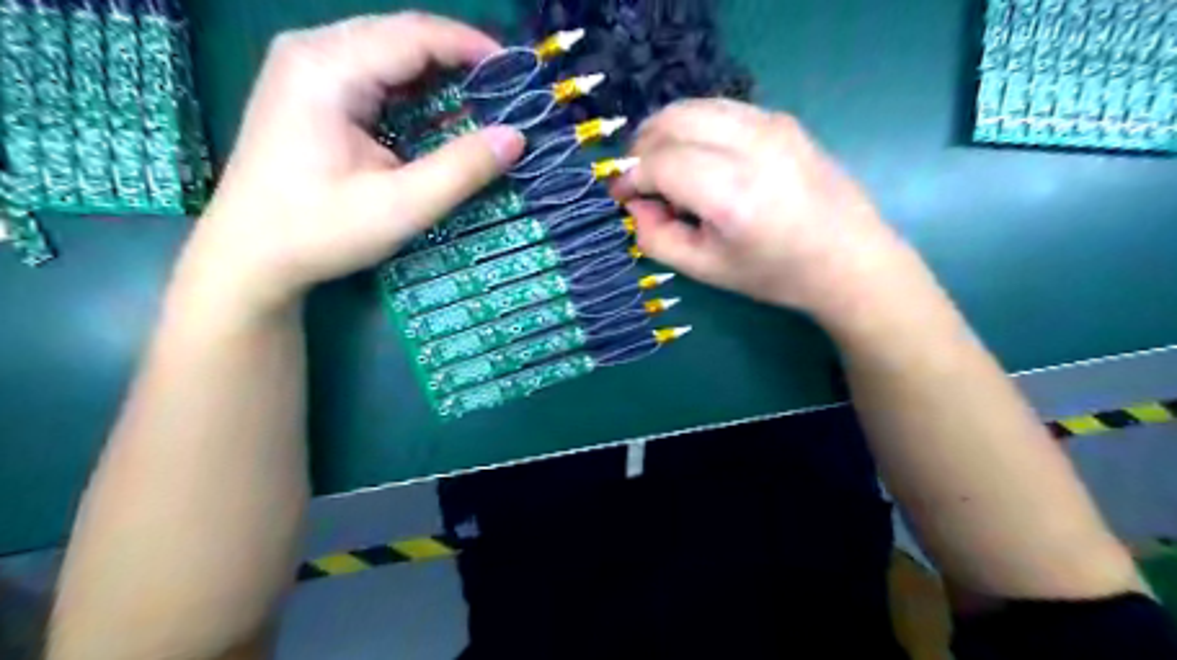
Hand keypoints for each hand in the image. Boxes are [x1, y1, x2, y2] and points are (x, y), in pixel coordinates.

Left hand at [178, 12, 522, 316]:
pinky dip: (412, 89)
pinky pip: (372, 72)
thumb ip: (461, 169)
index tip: (517, 75)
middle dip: (457, 59)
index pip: (414, 35)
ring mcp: (305, 67)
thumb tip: (516, 137)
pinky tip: (438, 112)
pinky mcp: (308, 90)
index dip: (471, 48)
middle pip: (400, 35)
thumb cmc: (320, 231)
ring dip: (437, 73)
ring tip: (482, 100)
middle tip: (505, 92)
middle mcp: (312, 51)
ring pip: (387, 51)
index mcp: (328, 68)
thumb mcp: (401, 206)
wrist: (248, 256)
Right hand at [612, 99, 923, 326]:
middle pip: (670, 122)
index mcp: (730, 193)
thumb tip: (636, 205)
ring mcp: (770, 124)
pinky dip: (694, 125)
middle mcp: (749, 145)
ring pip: (692, 106)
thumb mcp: (705, 270)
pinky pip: (719, 108)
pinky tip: (698, 156)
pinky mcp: (781, 119)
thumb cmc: (775, 274)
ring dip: (664, 132)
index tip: (620, 197)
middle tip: (639, 182)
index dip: (629, 177)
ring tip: (663, 168)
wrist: (849, 259)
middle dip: (641, 148)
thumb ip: (657, 238)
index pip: (658, 162)